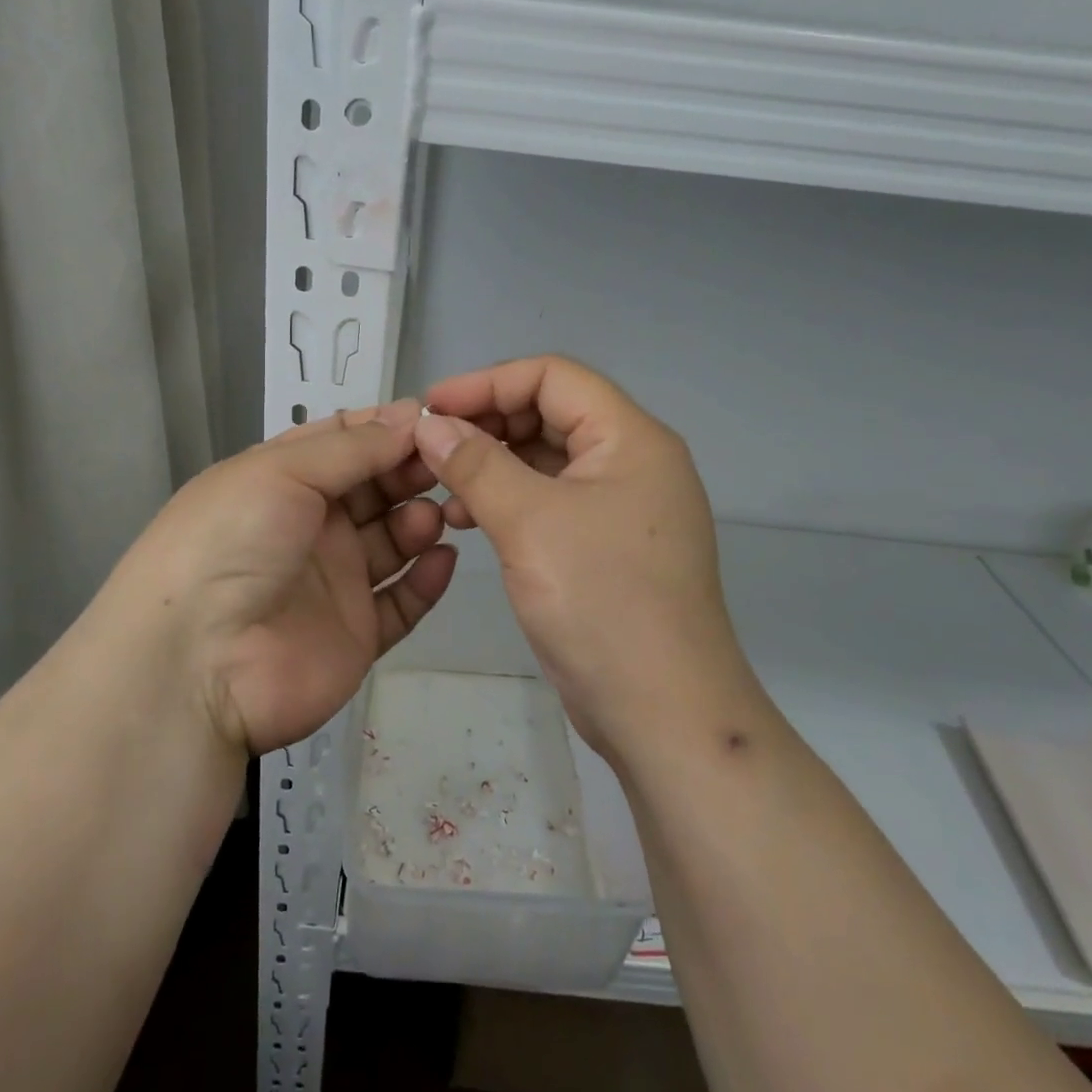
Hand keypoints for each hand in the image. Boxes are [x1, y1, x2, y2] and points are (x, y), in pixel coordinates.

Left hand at [100, 399, 456, 756]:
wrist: (196, 665)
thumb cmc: (232, 543)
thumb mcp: (282, 472)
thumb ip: (353, 447)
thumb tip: (412, 415)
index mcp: (282, 480)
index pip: (344, 442)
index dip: (387, 428)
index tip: (433, 418)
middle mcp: (310, 526)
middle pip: (375, 487)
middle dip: (410, 470)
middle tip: (448, 464)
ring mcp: (334, 581)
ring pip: (393, 541)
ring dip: (419, 521)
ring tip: (434, 515)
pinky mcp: (356, 634)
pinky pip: (402, 601)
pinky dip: (427, 579)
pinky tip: (443, 558)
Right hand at [415, 356, 750, 756]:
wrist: (663, 714)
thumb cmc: (602, 603)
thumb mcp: (529, 523)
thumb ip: (475, 464)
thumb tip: (428, 422)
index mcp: (630, 438)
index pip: (553, 377)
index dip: (487, 383)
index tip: (430, 406)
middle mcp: (631, 462)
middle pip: (549, 414)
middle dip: (487, 423)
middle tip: (430, 445)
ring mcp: (621, 506)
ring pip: (546, 460)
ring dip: (492, 464)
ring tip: (441, 486)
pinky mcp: (606, 545)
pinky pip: (550, 501)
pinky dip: (508, 500)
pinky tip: (467, 519)